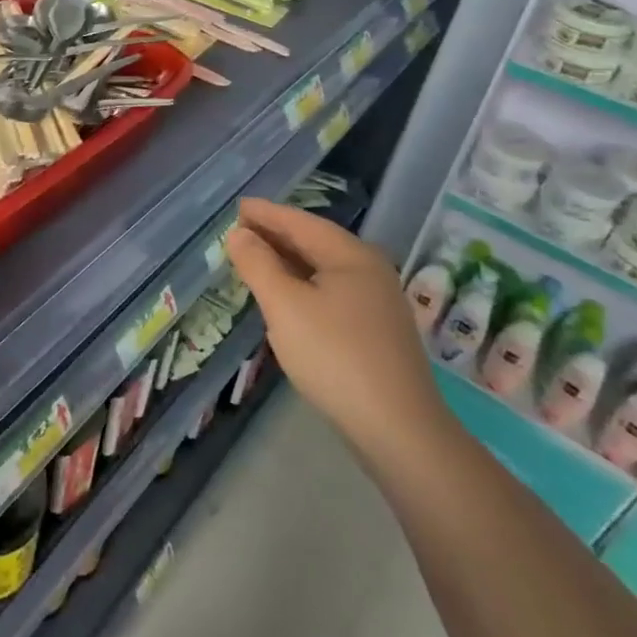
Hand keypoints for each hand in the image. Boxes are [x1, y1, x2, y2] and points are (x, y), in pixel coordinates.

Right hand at [225, 198, 452, 462]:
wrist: (399, 430)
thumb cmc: (335, 356)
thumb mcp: (284, 306)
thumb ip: (258, 264)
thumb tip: (239, 234)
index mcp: (351, 255)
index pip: (300, 222)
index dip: (266, 214)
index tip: (237, 207)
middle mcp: (369, 270)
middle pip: (314, 242)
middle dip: (275, 235)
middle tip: (239, 231)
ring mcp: (377, 302)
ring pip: (322, 268)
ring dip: (287, 261)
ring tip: (255, 259)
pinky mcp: (376, 330)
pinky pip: (330, 291)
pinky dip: (302, 283)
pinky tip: (286, 296)